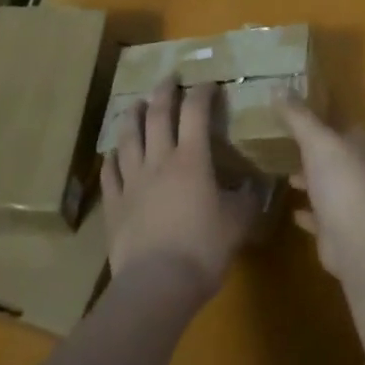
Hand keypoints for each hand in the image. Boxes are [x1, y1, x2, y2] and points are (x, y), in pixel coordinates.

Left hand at [102, 80, 259, 299]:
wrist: (156, 286)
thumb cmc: (203, 249)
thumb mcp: (237, 223)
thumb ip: (246, 199)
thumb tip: (254, 185)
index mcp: (192, 159)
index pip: (196, 112)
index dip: (202, 93)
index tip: (208, 83)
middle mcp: (159, 160)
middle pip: (157, 115)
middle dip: (164, 92)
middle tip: (168, 78)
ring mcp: (132, 182)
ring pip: (128, 138)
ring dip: (132, 116)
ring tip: (134, 104)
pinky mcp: (114, 205)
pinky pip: (110, 173)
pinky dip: (111, 158)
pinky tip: (113, 153)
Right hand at [278, 97, 364, 283]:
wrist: (357, 237)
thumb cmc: (340, 178)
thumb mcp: (316, 139)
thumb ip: (298, 116)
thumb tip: (277, 85)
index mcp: (356, 145)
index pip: (344, 127)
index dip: (327, 121)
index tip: (304, 116)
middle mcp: (356, 171)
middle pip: (335, 157)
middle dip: (316, 153)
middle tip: (289, 145)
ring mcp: (349, 202)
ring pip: (327, 187)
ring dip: (311, 182)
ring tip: (287, 176)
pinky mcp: (337, 231)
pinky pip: (320, 219)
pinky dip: (308, 215)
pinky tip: (293, 212)